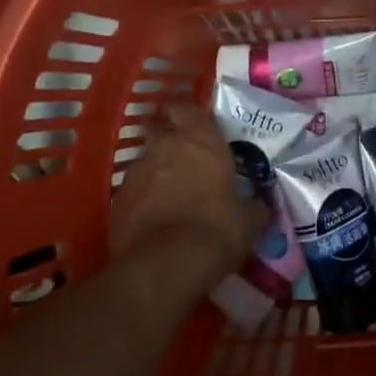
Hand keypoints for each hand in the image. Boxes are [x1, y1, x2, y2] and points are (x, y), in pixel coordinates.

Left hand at [111, 103, 269, 292]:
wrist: (166, 266)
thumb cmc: (217, 229)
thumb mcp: (249, 219)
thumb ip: (253, 204)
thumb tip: (259, 203)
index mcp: (201, 140)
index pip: (187, 109)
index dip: (188, 116)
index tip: (194, 127)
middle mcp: (165, 146)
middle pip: (158, 129)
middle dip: (166, 140)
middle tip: (182, 160)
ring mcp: (136, 172)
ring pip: (144, 162)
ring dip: (154, 173)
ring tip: (168, 196)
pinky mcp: (116, 201)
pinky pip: (132, 192)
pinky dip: (141, 201)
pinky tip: (152, 221)